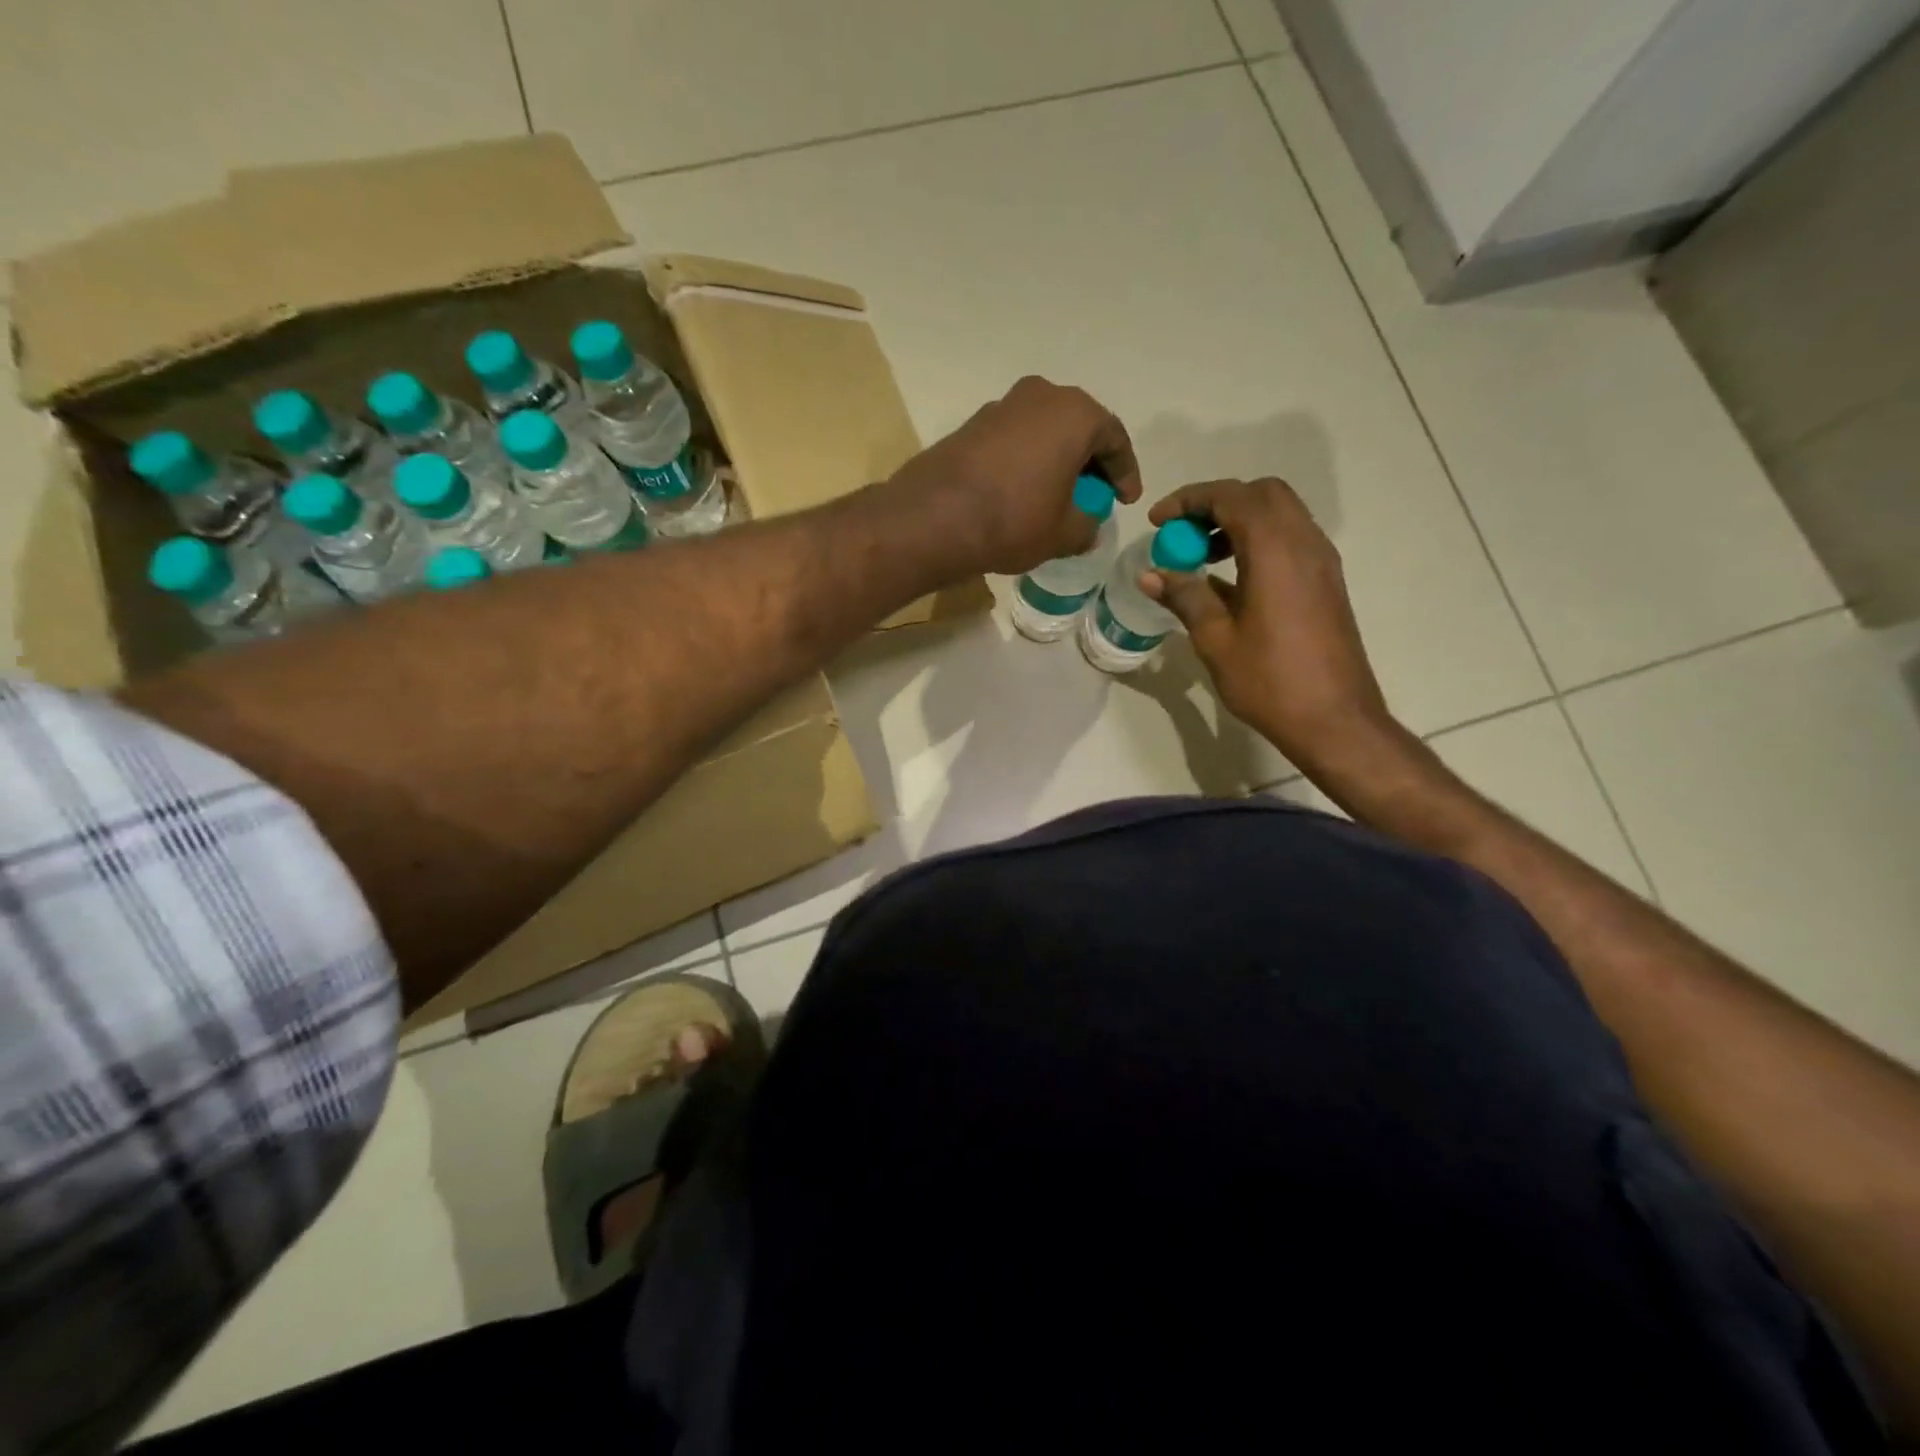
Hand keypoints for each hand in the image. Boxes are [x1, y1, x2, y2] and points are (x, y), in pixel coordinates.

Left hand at [885, 376, 1143, 577]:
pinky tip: (1022, 492)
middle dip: (1091, 462)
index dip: (1125, 473)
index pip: (1114, 439)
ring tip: (1058, 496)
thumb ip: (1086, 526)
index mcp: (1075, 414)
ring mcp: (1001, 406)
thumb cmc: (1013, 521)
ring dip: (1056, 460)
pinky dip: (1026, 462)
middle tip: (1095, 495)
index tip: (1126, 500)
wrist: (933, 519)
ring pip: (1044, 431)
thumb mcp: (1063, 534)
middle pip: (1078, 427)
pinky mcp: (971, 425)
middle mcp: (1040, 396)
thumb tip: (1087, 526)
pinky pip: (1014, 441)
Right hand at [1143, 478, 1393, 767]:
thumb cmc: (1269, 680)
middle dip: (1216, 503)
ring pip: (1279, 514)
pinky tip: (1229, 580)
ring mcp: (1321, 562)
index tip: (1157, 522)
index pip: (1231, 497)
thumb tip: (1150, 574)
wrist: (1334, 719)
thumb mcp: (1216, 639)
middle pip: (1261, 494)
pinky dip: (1257, 541)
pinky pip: (1290, 540)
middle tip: (1182, 534)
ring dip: (1238, 521)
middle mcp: (1304, 543)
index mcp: (1274, 550)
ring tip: (1200, 557)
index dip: (1189, 500)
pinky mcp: (1326, 582)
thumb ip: (1185, 596)